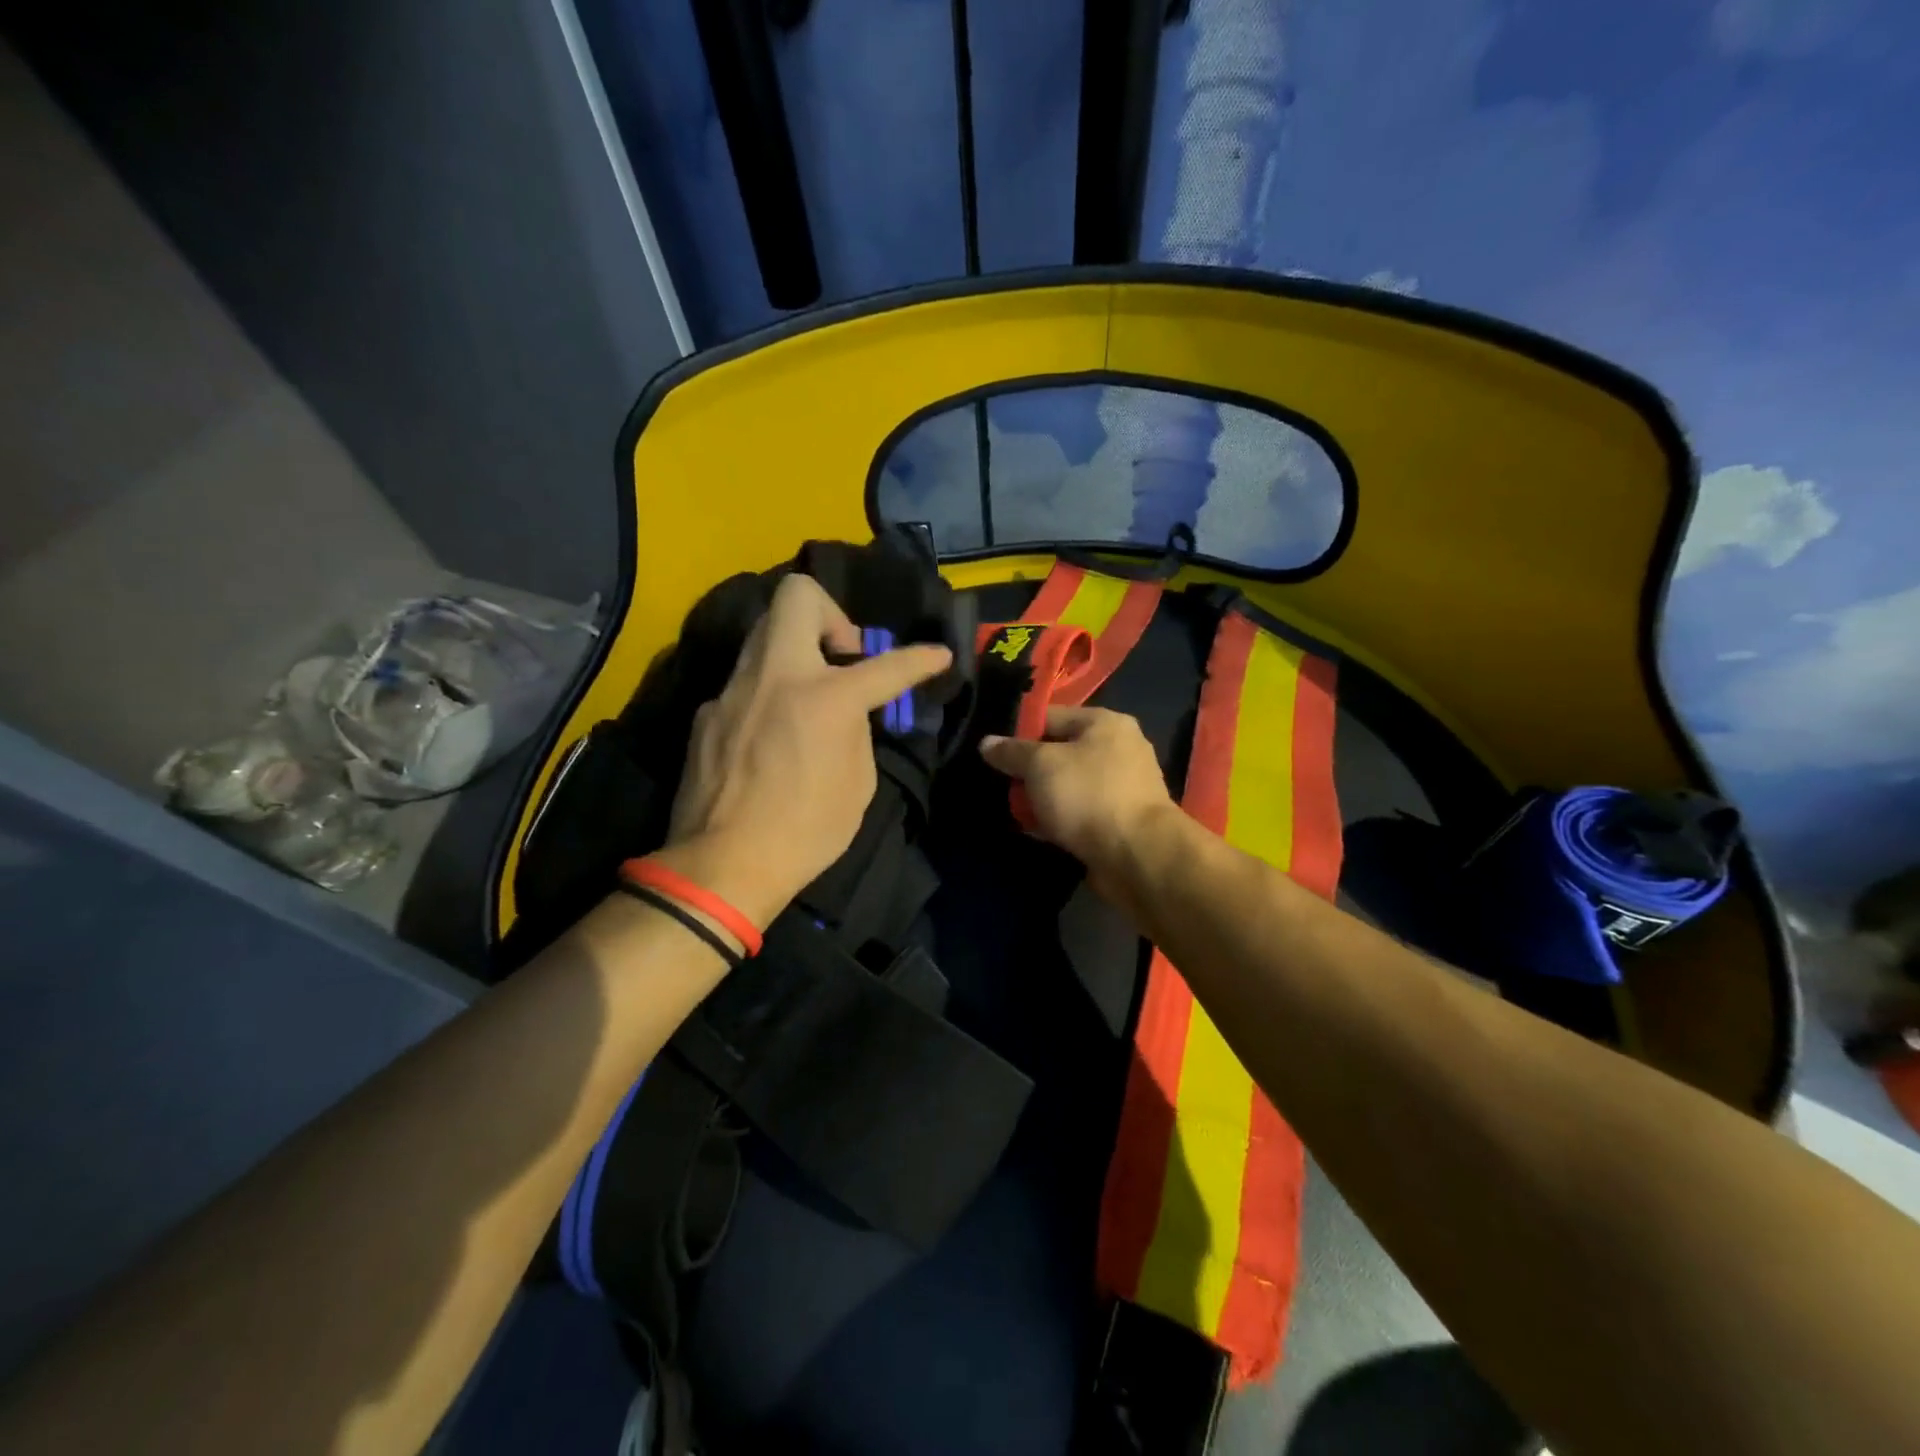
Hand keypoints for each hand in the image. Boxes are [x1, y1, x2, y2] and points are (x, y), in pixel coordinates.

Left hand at [660, 574, 951, 930]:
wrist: (723, 865)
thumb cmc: (806, 832)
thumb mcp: (858, 783)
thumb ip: (857, 731)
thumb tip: (849, 712)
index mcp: (826, 697)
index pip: (887, 664)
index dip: (920, 658)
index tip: (937, 655)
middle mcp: (777, 675)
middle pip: (798, 595)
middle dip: (831, 614)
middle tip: (842, 658)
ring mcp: (734, 689)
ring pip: (765, 633)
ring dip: (796, 649)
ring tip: (808, 692)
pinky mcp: (707, 712)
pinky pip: (745, 682)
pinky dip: (767, 692)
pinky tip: (769, 734)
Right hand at [979, 707, 1180, 886]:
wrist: (1137, 855)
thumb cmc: (1088, 795)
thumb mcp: (1040, 765)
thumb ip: (1011, 752)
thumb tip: (987, 743)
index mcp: (1106, 723)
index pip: (1052, 715)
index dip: (1019, 731)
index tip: (993, 752)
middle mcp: (1120, 749)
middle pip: (1060, 752)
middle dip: (1030, 770)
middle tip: (1000, 784)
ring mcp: (1123, 787)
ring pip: (1069, 785)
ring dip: (1043, 798)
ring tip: (1014, 810)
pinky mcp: (1120, 821)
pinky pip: (1080, 813)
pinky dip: (1059, 820)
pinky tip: (1036, 831)